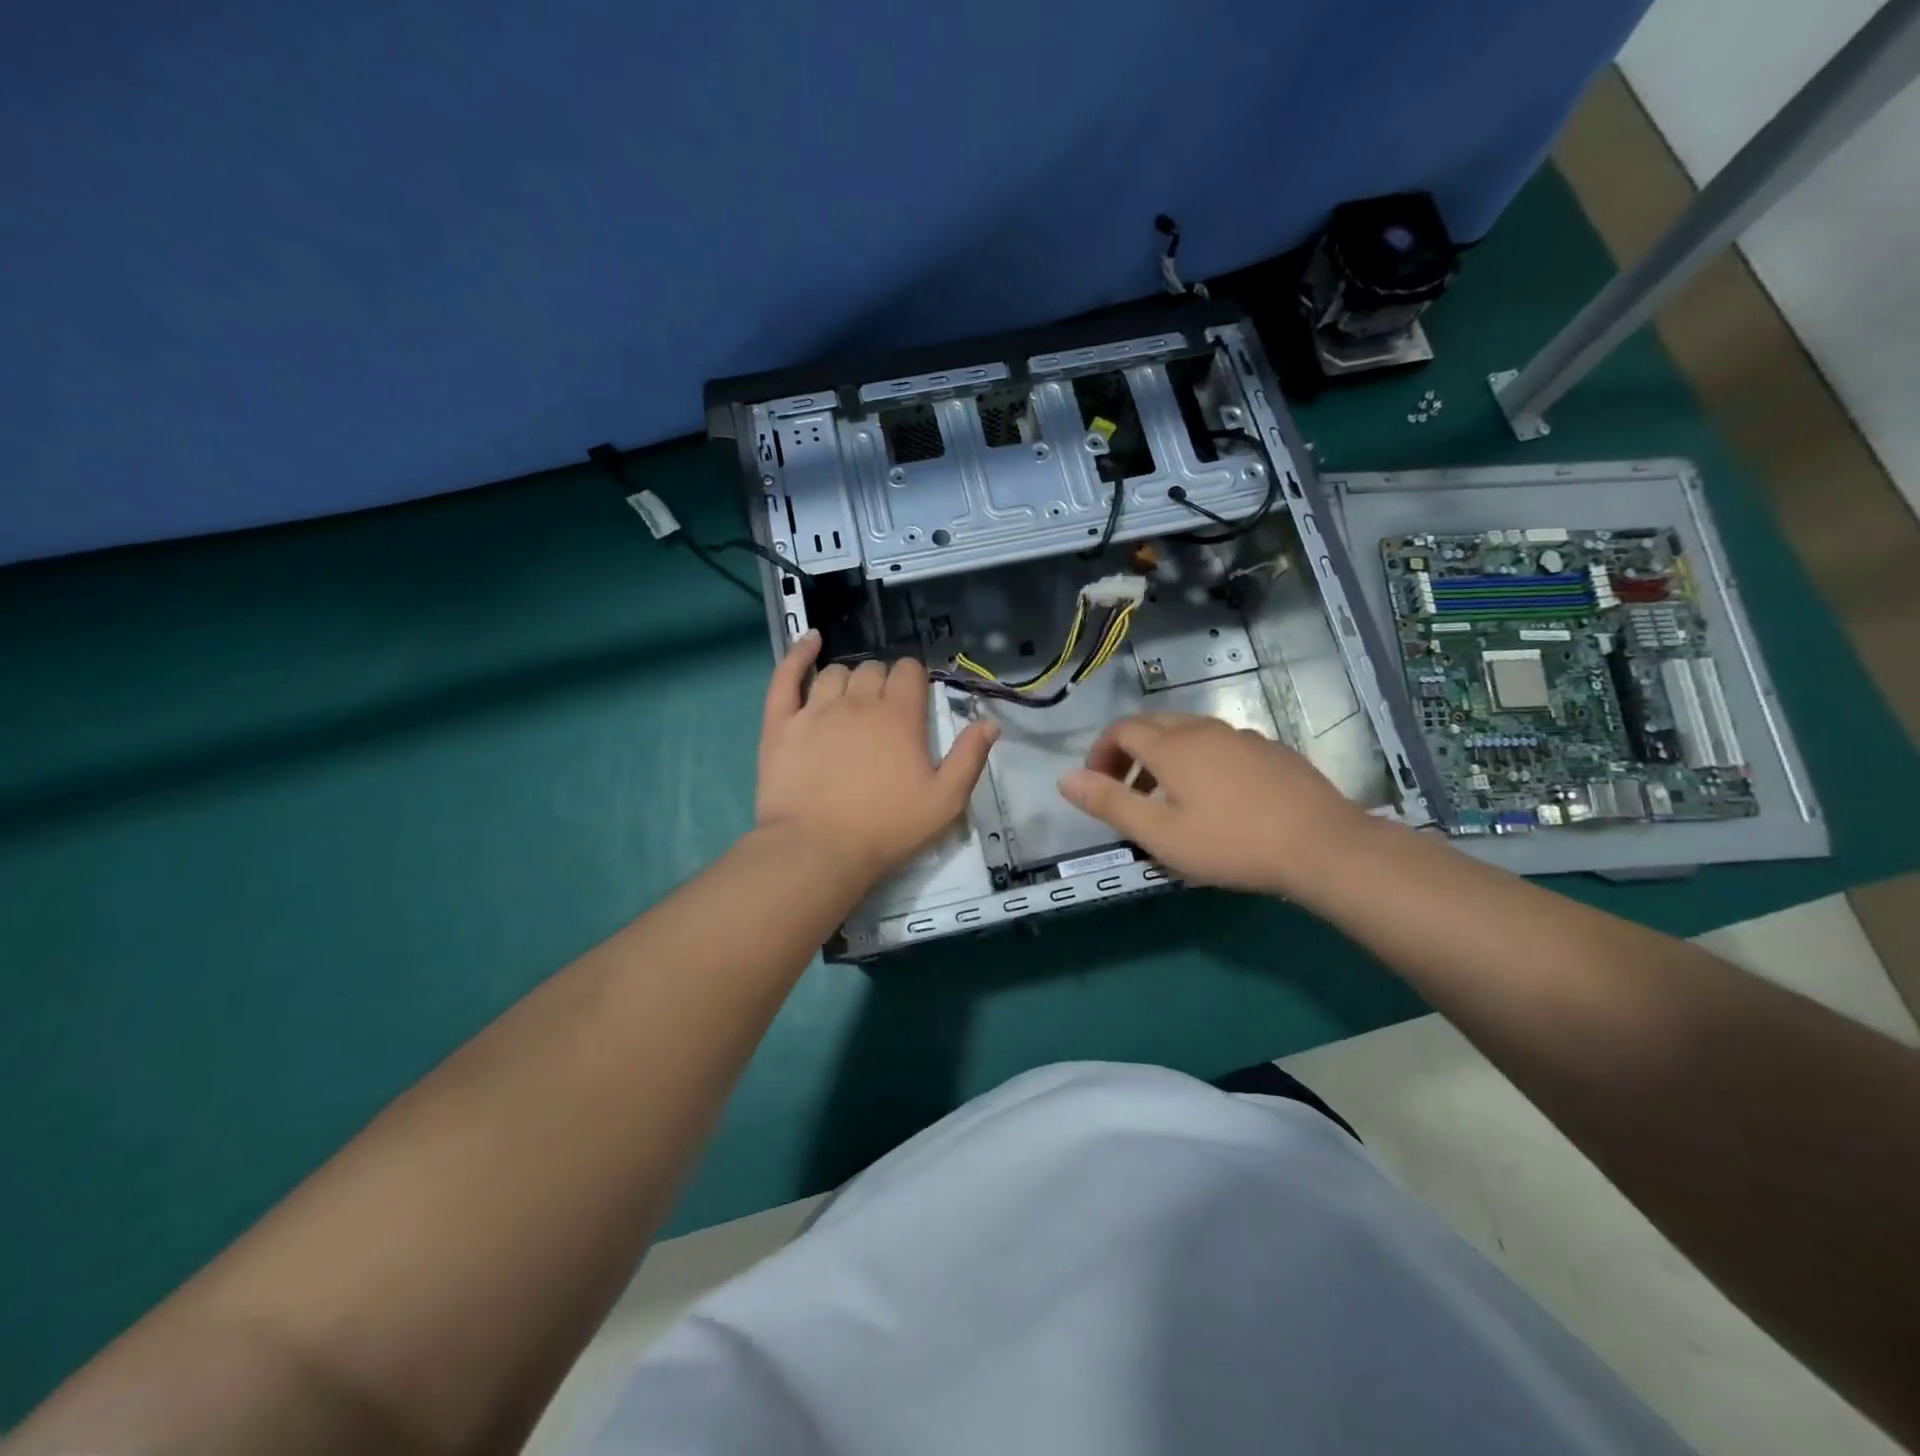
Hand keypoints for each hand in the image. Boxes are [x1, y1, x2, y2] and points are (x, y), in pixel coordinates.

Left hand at [755, 632, 998, 888]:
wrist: (817, 850)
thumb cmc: (886, 829)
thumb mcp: (945, 802)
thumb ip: (969, 758)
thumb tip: (990, 722)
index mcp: (900, 716)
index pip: (909, 671)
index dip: (913, 679)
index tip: (913, 699)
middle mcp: (858, 702)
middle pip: (873, 669)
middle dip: (882, 681)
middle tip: (883, 711)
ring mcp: (816, 709)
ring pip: (836, 672)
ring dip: (848, 678)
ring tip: (850, 700)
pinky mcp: (781, 723)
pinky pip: (787, 675)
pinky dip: (798, 653)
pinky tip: (810, 640)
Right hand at [1058, 713, 1372, 896]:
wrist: (1322, 845)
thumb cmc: (1230, 843)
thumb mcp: (1159, 833)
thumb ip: (1110, 803)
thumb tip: (1065, 778)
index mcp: (1172, 746)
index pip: (1122, 730)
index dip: (1101, 753)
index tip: (1097, 784)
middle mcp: (1204, 729)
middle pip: (1154, 725)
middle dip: (1129, 752)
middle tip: (1126, 790)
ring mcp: (1242, 737)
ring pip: (1190, 733)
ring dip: (1164, 757)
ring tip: (1167, 798)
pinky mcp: (1272, 751)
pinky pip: (1221, 745)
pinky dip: (1200, 761)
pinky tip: (1216, 799)